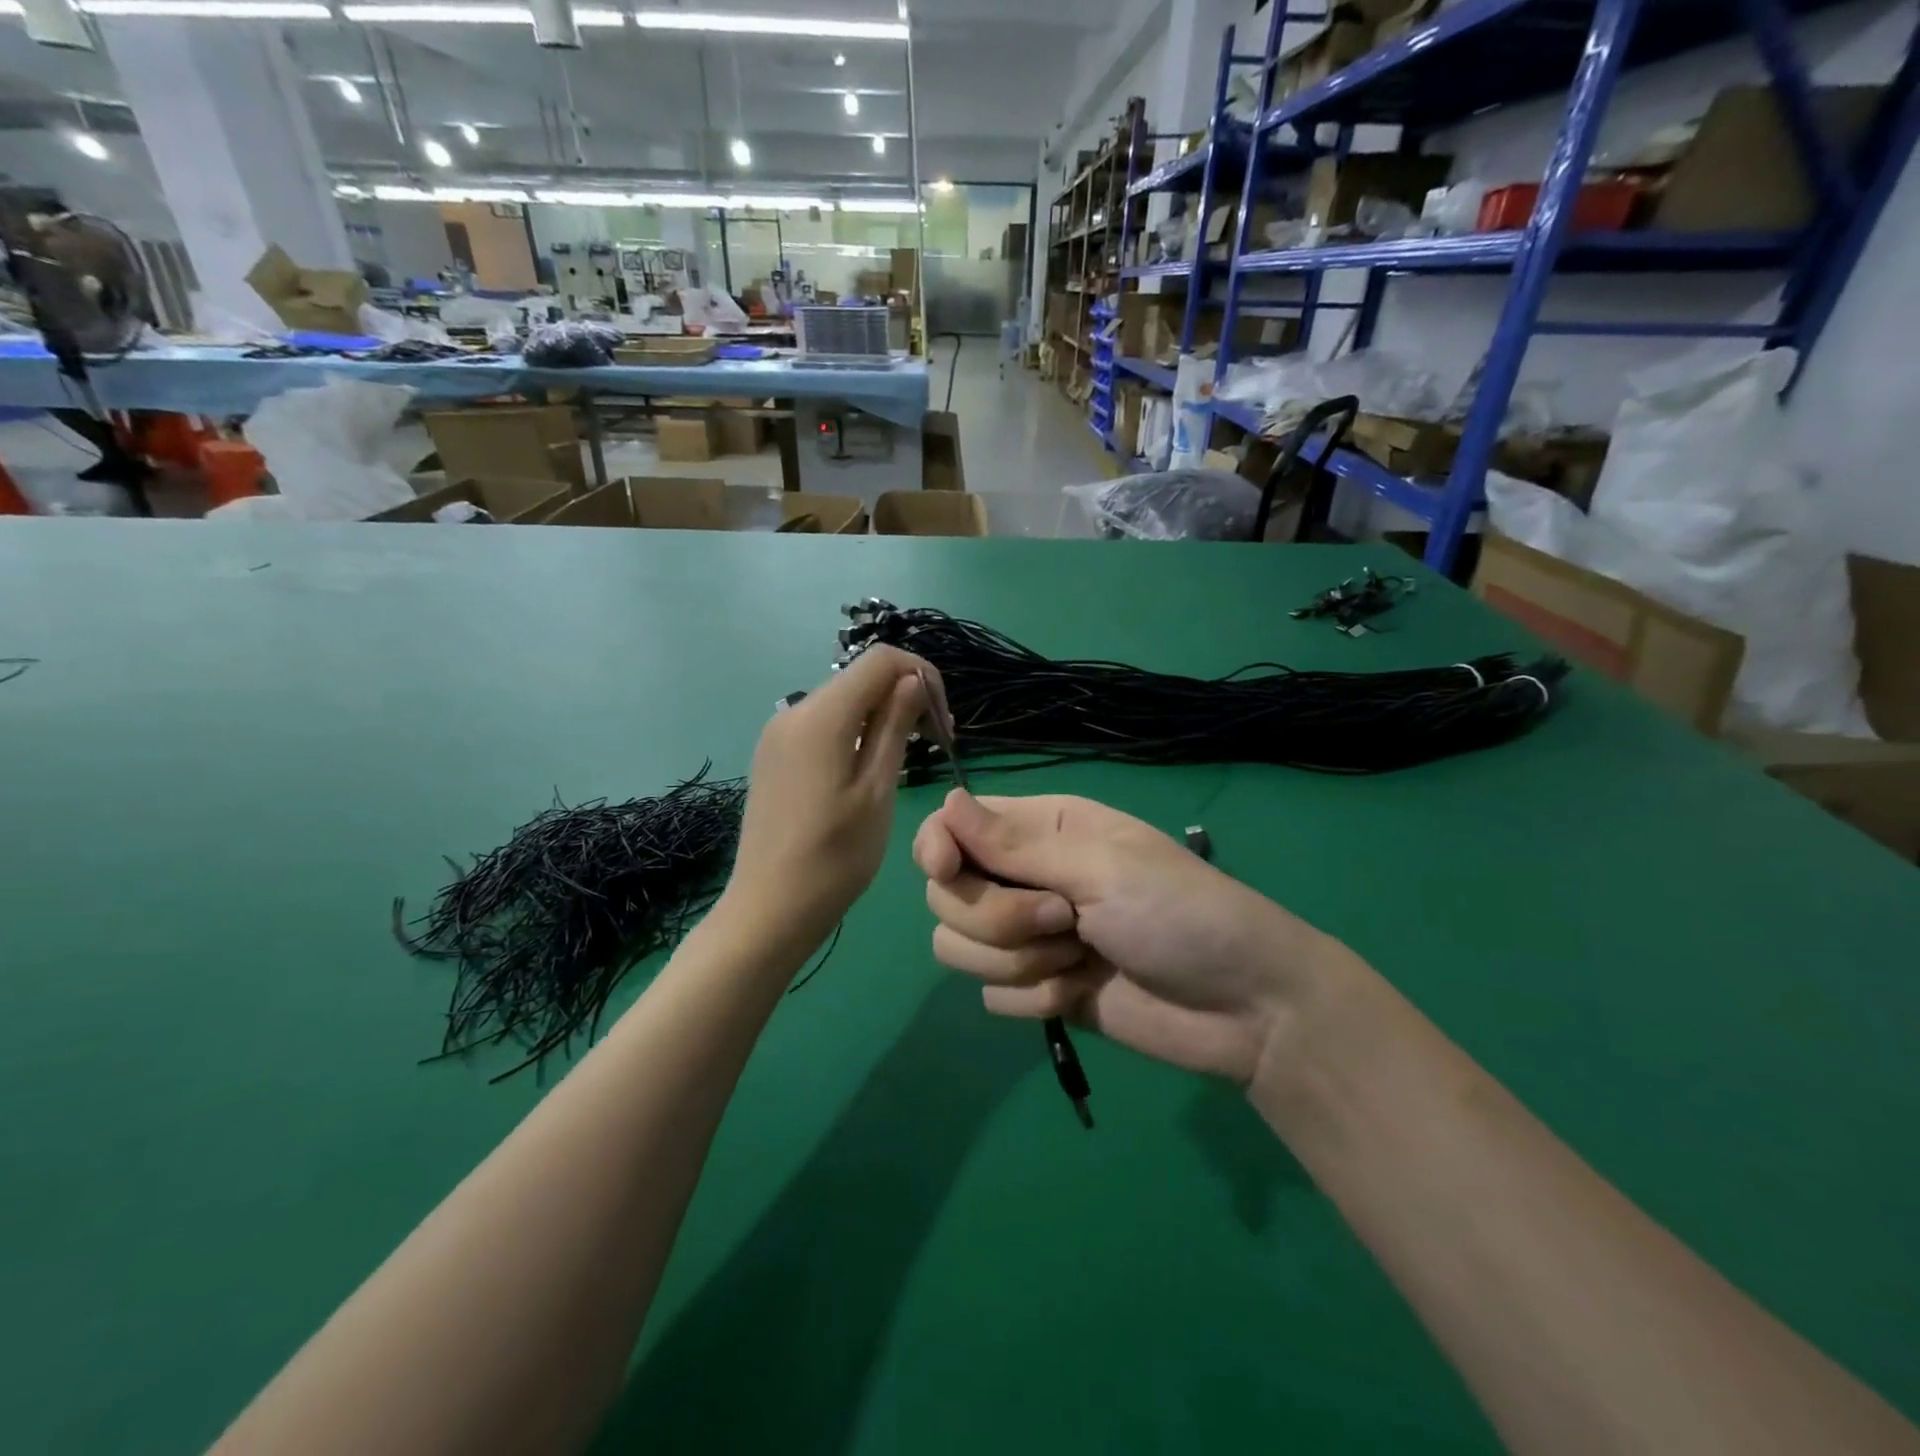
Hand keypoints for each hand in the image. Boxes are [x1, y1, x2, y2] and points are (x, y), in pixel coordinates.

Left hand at [723, 645, 938, 957]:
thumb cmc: (835, 858)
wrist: (769, 908)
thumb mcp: (877, 791)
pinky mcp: (774, 753)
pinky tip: (871, 766)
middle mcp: (793, 712)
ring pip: (843, 700)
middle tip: (934, 741)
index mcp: (820, 717)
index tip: (942, 719)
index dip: (921, 673)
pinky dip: (856, 729)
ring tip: (908, 756)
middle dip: (904, 694)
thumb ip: (894, 727)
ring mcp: (779, 732)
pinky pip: (824, 723)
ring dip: (882, 713)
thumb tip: (912, 679)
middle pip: (860, 677)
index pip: (881, 659)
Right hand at [912, 792, 1341, 1082]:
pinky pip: (992, 997)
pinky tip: (1081, 994)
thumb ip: (1014, 846)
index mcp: (1040, 829)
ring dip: (1018, 961)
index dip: (936, 846)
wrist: (1243, 1008)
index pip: (952, 827)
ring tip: (1079, 958)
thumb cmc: (1180, 913)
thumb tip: (945, 800)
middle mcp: (1024, 878)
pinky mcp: (1037, 990)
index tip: (945, 870)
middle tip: (1065, 920)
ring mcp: (1028, 938)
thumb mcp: (1100, 868)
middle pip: (947, 895)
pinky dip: (1035, 999)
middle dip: (998, 917)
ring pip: (959, 947)